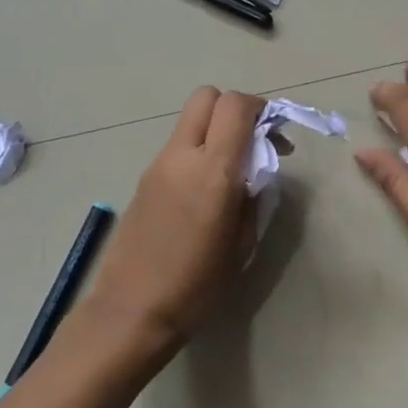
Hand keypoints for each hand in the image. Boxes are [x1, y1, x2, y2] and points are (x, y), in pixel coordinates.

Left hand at [86, 87, 265, 354]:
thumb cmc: (197, 285)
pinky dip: (197, 151)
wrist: (132, 310)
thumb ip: (253, 197)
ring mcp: (158, 165)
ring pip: (189, 121)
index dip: (260, 108)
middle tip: (252, 142)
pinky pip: (177, 147)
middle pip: (207, 97)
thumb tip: (255, 173)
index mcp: (213, 171)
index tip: (275, 134)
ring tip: (231, 172)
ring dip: (215, 131)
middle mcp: (182, 156)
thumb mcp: (242, 243)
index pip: (235, 106)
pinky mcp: (144, 179)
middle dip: (234, 109)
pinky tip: (205, 191)